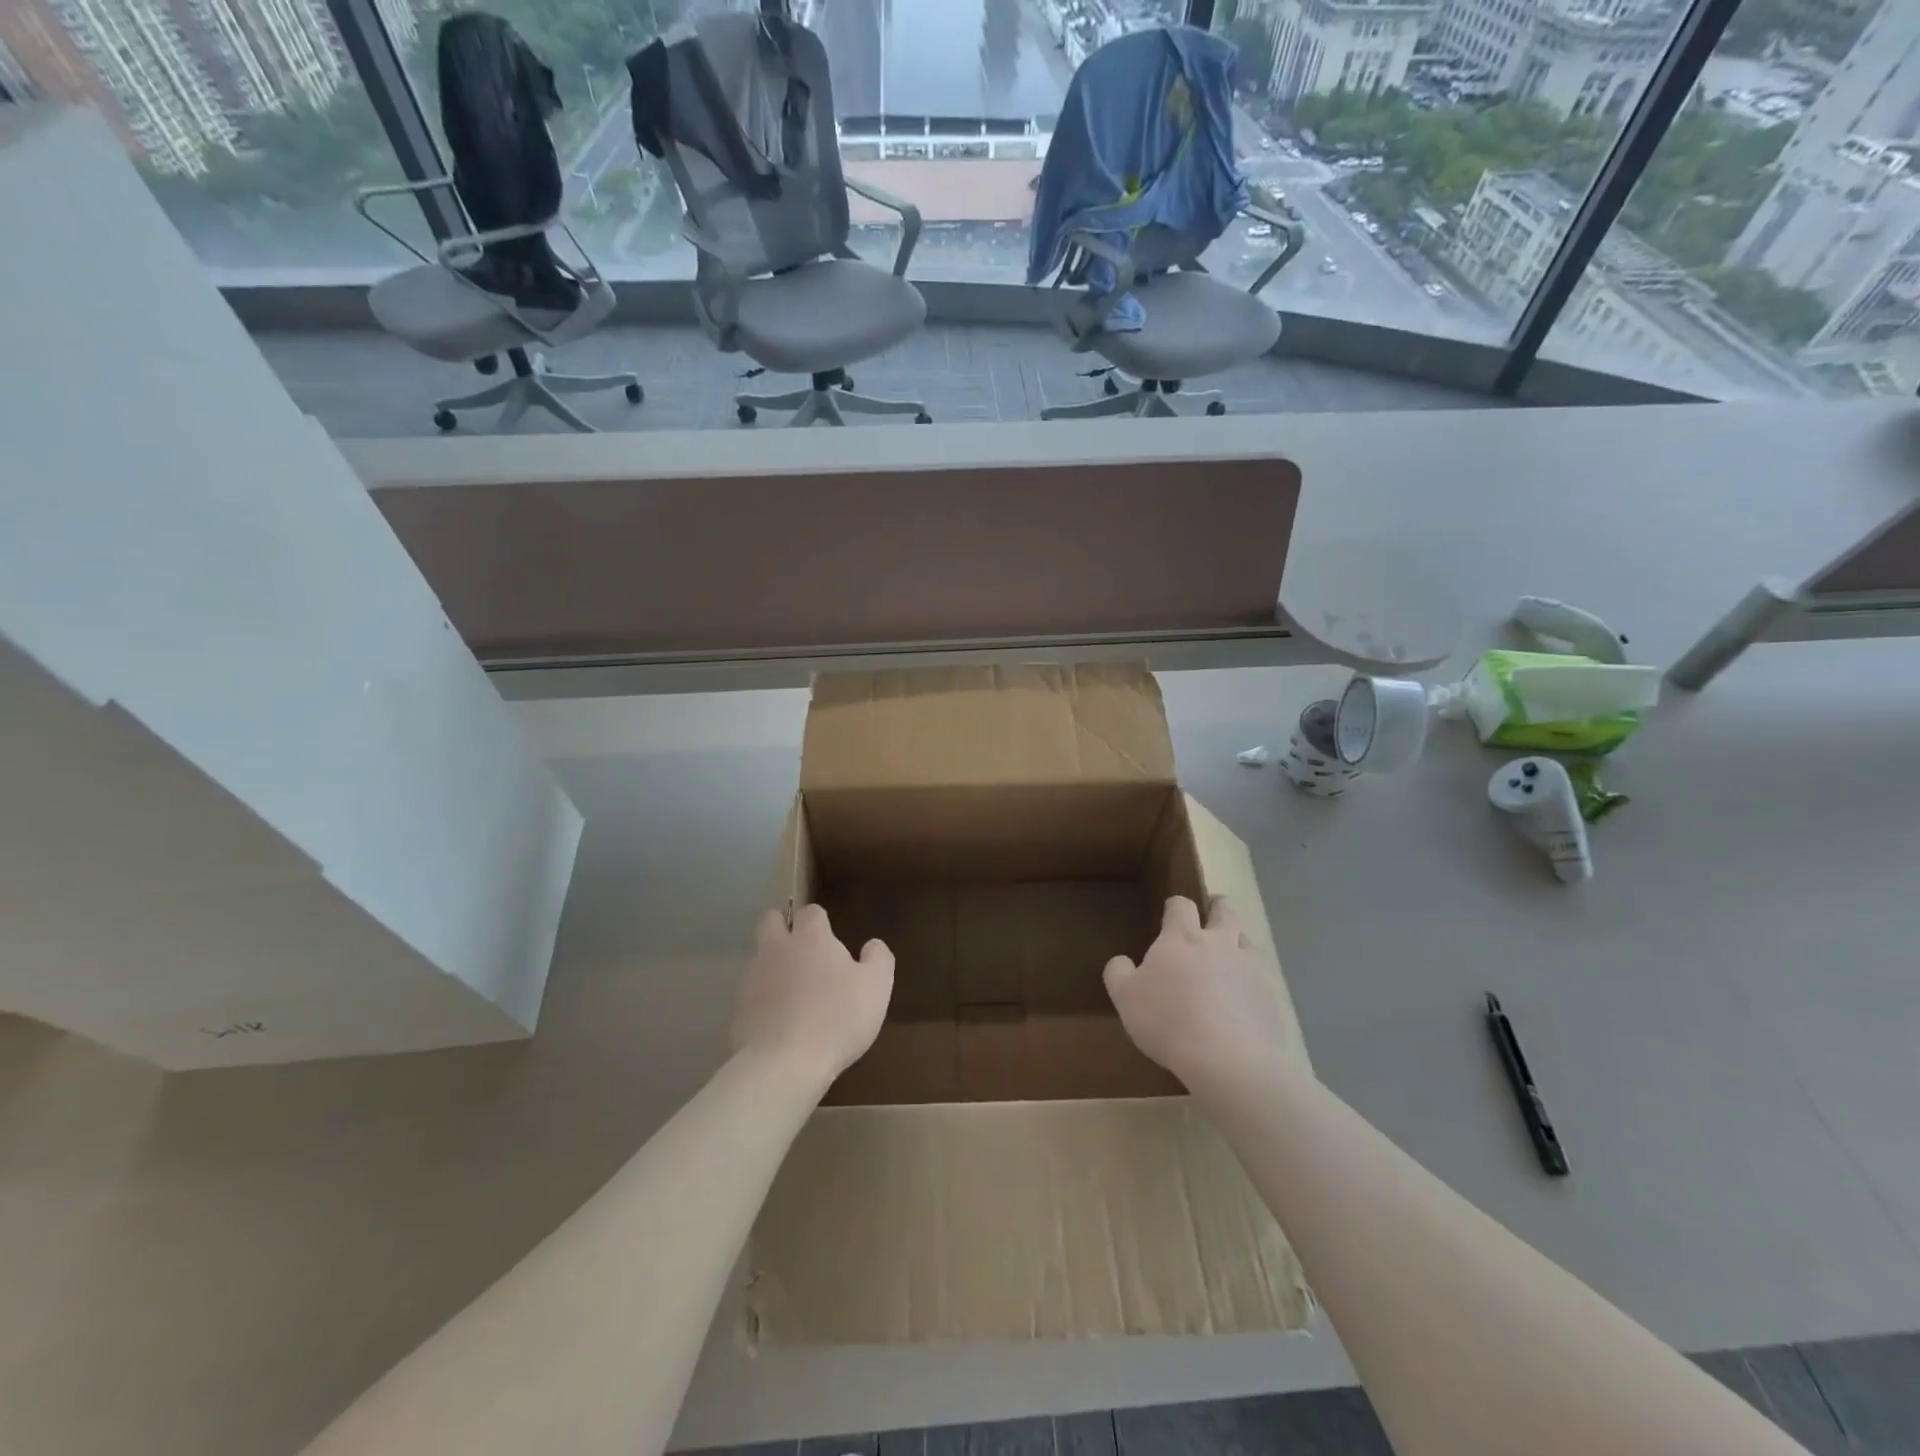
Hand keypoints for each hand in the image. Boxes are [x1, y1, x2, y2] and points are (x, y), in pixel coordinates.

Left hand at [733, 904, 892, 1090]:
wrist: (785, 1065)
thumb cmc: (838, 1018)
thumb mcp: (876, 987)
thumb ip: (878, 959)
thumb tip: (873, 945)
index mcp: (811, 938)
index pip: (811, 912)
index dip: (820, 922)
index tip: (831, 939)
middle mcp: (777, 950)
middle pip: (771, 921)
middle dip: (782, 927)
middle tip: (802, 951)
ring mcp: (752, 979)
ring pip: (758, 958)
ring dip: (772, 967)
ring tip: (792, 995)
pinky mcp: (738, 1010)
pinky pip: (751, 995)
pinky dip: (763, 1002)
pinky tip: (779, 1024)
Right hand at [1104, 896, 1300, 1102]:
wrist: (1228, 1060)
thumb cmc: (1168, 1020)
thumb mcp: (1125, 998)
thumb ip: (1118, 972)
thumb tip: (1122, 961)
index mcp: (1182, 937)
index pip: (1181, 904)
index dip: (1175, 906)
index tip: (1169, 915)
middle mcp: (1219, 943)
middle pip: (1226, 909)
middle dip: (1217, 908)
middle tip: (1208, 920)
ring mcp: (1249, 968)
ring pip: (1247, 940)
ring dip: (1237, 943)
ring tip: (1226, 962)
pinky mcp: (1269, 995)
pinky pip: (1260, 977)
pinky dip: (1250, 982)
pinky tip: (1240, 1003)